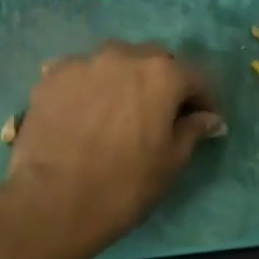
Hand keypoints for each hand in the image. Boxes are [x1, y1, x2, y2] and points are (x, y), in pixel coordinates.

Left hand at [4, 42, 224, 258]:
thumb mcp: (171, 163)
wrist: (52, 202)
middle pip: (154, 60)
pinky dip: (90, 86)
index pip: (195, 77)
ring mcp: (83, 62)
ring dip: (124, 79)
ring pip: (115, 62)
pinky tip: (84, 112)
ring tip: (118, 110)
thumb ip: (192, 130)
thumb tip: (208, 118)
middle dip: (163, 82)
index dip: (203, 100)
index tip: (204, 120)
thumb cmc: (124, 186)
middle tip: (160, 113)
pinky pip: (80, 73)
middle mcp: (123, 55)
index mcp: (162, 74)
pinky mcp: (50, 77)